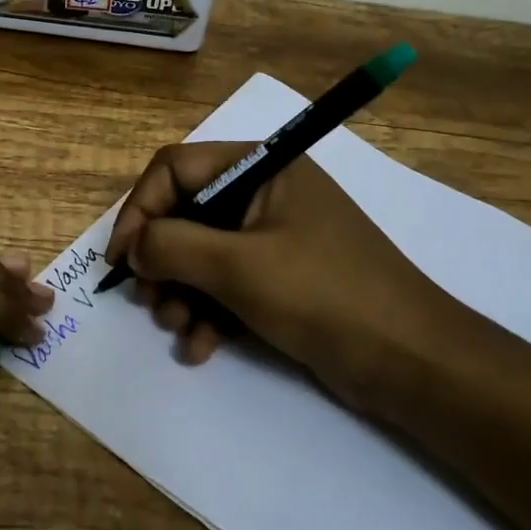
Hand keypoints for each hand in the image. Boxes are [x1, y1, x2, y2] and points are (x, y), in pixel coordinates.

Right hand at [104, 143, 468, 404]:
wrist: (409, 361)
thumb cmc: (323, 295)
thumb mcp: (238, 267)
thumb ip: (173, 247)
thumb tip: (134, 246)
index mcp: (261, 167)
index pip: (176, 168)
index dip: (140, 209)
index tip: (121, 258)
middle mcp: (265, 194)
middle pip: (186, 214)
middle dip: (162, 261)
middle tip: (150, 301)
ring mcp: (274, 238)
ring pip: (202, 254)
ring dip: (182, 294)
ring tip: (179, 329)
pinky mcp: (281, 279)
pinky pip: (228, 285)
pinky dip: (209, 313)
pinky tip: (202, 348)